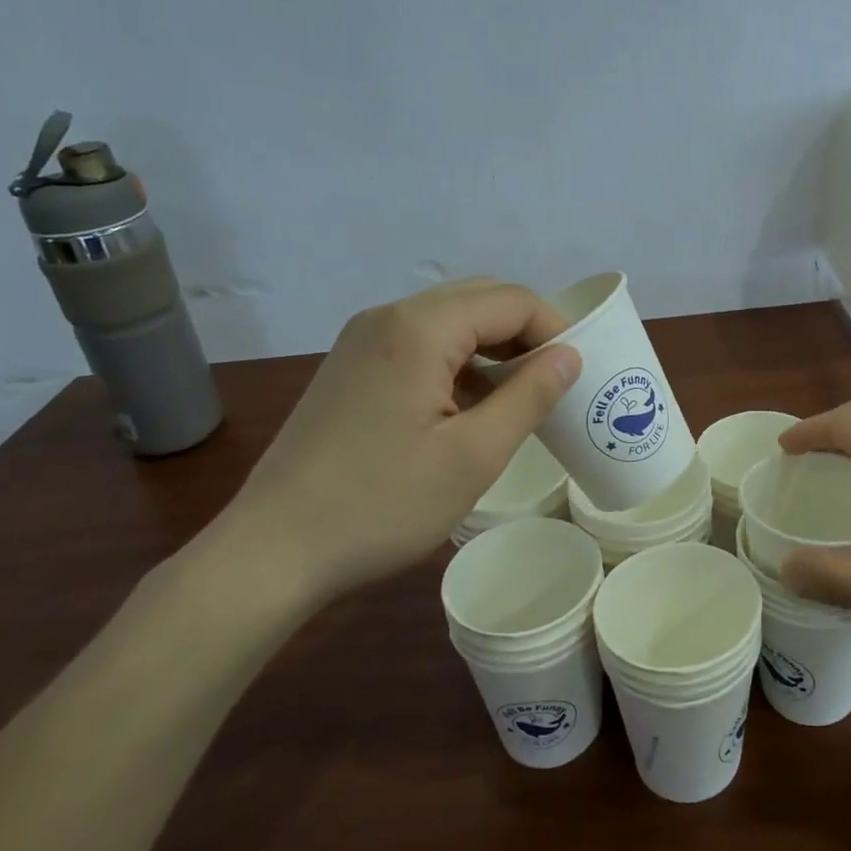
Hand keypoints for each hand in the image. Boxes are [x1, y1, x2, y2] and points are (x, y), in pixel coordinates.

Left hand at [209, 278, 578, 606]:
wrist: (272, 550)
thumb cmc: (382, 505)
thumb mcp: (473, 455)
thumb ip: (529, 395)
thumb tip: (569, 355)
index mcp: (419, 328)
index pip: (511, 300)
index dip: (555, 329)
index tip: (578, 375)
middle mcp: (388, 316)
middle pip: (480, 299)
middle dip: (526, 332)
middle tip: (554, 382)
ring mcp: (362, 339)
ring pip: (450, 319)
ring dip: (492, 346)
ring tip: (520, 395)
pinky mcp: (350, 366)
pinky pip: (420, 342)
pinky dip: (458, 360)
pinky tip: (469, 405)